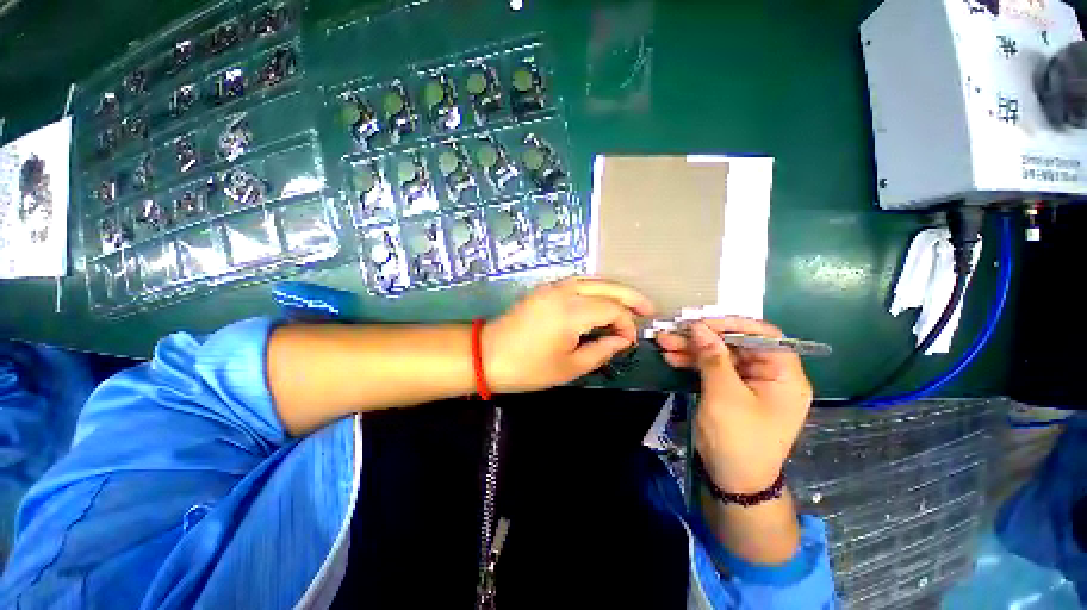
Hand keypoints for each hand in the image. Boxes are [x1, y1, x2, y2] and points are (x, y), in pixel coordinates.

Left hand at [482, 278, 654, 392]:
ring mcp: (552, 287)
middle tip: (649, 309)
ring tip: (631, 304)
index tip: (629, 342)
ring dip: (614, 290)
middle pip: (607, 287)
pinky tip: (603, 301)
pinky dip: (596, 290)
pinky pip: (578, 283)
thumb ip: (601, 351)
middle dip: (630, 296)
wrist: (487, 354)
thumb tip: (622, 340)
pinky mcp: (545, 289)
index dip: (626, 324)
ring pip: (593, 281)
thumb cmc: (527, 367)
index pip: (612, 309)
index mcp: (571, 311)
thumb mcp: (569, 367)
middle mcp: (564, 291)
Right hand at [656, 318, 812, 493]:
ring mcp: (748, 383)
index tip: (702, 322)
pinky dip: (692, 363)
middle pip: (735, 344)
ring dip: (691, 349)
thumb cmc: (738, 439)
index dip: (732, 324)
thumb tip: (698, 327)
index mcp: (784, 375)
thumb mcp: (724, 395)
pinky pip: (712, 369)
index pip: (763, 336)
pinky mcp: (730, 390)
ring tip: (663, 342)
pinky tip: (671, 358)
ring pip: (719, 355)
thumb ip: (712, 357)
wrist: (733, 481)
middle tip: (673, 331)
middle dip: (701, 338)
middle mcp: (768, 375)